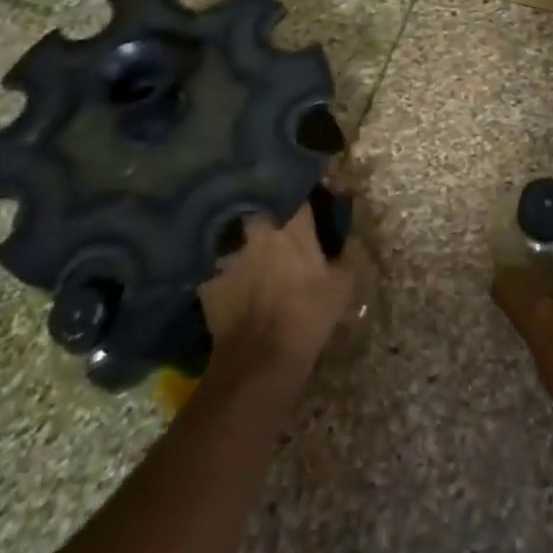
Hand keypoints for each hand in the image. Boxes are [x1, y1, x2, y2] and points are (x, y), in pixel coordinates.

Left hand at [200, 204, 359, 388]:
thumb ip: (344, 256)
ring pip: (237, 236)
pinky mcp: (208, 279)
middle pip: (262, 208)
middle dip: (270, 213)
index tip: (312, 197)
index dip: (305, 195)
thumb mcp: (343, 286)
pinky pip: (219, 266)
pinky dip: (227, 271)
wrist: (260, 360)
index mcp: (292, 226)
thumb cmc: (308, 316)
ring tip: (254, 254)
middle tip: (280, 226)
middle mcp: (257, 230)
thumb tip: (343, 243)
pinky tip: (235, 284)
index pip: (298, 193)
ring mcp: (228, 253)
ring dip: (246, 242)